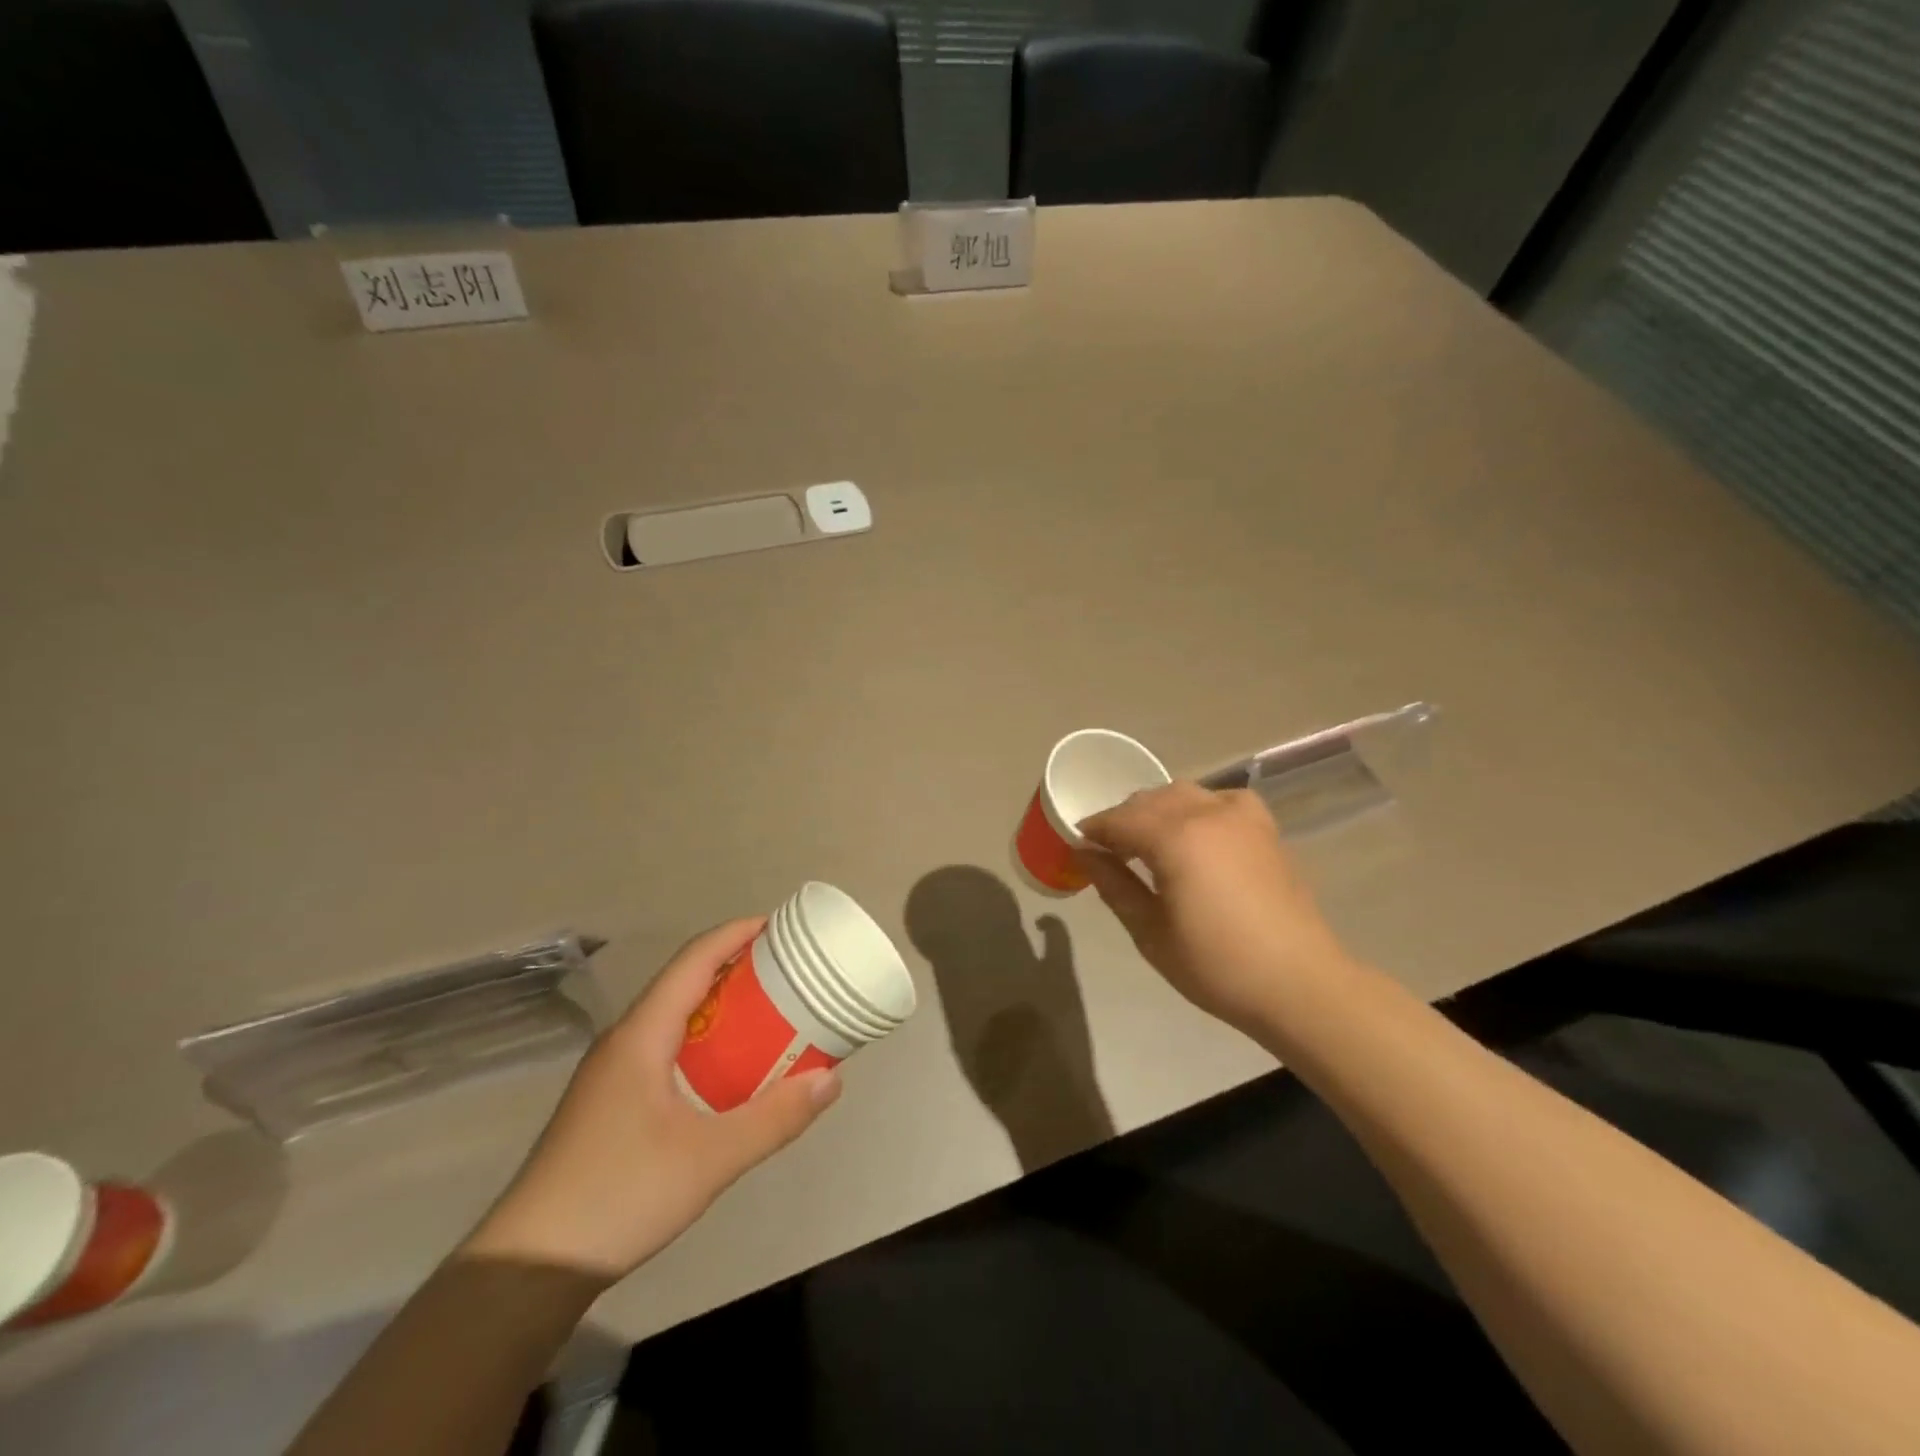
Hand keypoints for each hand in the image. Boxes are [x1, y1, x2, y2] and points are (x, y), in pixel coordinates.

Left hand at [463, 919, 839, 1283]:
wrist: (525, 1270)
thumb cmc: (619, 1194)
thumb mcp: (709, 1159)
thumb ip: (774, 1118)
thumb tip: (832, 1080)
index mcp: (641, 1034)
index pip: (693, 960)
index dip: (735, 935)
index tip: (779, 927)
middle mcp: (624, 1041)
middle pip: (684, 983)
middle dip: (735, 969)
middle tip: (786, 974)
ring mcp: (611, 1074)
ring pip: (673, 1019)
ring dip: (720, 1007)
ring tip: (767, 1014)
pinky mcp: (608, 1104)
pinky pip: (665, 1049)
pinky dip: (704, 1042)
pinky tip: (727, 1073)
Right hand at [1077, 782, 1353, 1036]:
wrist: (1298, 983)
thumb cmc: (1216, 966)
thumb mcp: (1151, 933)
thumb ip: (1114, 885)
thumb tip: (1085, 854)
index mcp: (1174, 838)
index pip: (1119, 819)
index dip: (1093, 830)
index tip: (1076, 846)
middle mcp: (1206, 813)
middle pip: (1149, 800)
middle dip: (1123, 819)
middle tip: (1109, 851)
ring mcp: (1240, 817)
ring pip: (1183, 793)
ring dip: (1157, 810)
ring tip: (1149, 842)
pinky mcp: (1264, 828)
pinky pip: (1221, 799)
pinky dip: (1200, 806)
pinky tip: (1198, 831)